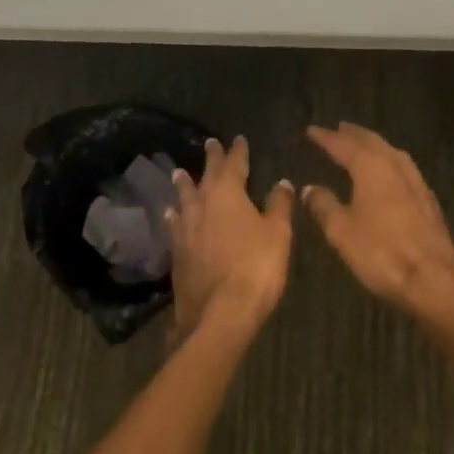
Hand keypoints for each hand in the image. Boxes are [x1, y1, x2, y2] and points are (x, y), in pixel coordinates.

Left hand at [168, 136, 293, 345]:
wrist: (219, 315)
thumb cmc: (255, 267)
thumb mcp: (278, 233)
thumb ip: (279, 205)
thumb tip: (282, 182)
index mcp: (228, 193)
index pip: (234, 163)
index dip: (238, 150)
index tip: (238, 139)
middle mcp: (202, 203)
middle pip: (206, 175)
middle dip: (211, 159)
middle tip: (210, 144)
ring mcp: (186, 228)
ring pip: (184, 197)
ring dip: (184, 184)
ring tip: (179, 173)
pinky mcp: (177, 253)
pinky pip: (175, 224)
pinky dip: (175, 215)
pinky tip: (171, 216)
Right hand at [301, 123, 453, 325]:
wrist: (434, 279)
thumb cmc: (382, 252)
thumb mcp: (342, 232)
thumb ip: (324, 206)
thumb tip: (309, 188)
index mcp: (370, 166)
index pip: (343, 144)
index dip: (326, 137)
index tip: (312, 130)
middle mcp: (394, 164)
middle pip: (371, 141)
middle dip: (353, 134)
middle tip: (338, 128)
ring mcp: (415, 180)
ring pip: (390, 151)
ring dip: (373, 144)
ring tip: (360, 144)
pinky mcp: (427, 198)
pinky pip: (402, 166)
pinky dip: (388, 160)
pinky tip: (388, 171)